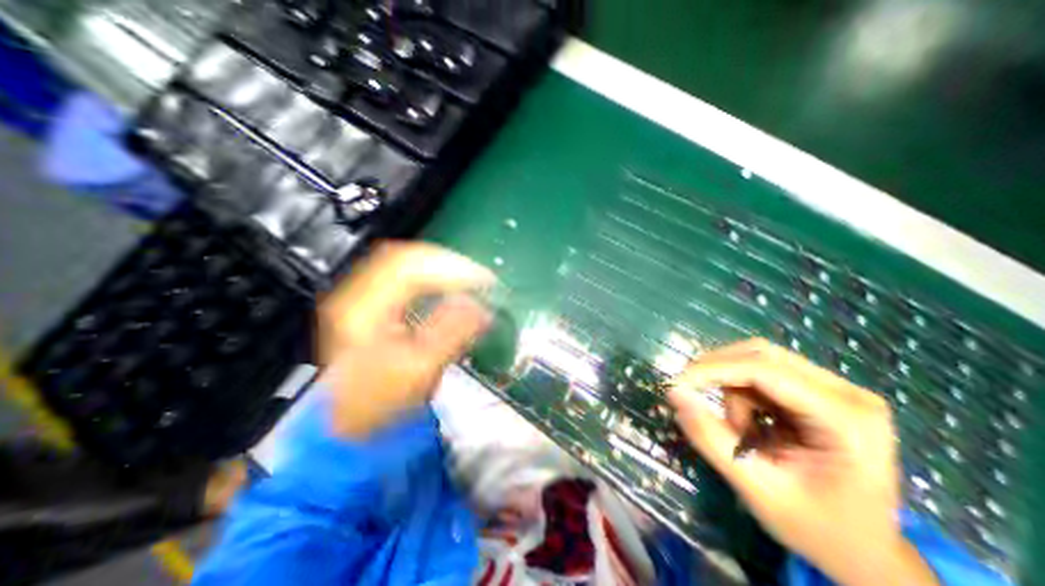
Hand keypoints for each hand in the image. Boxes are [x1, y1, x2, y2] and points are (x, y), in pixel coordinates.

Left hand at [319, 240, 494, 437]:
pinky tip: (451, 284)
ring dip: (443, 268)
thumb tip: (483, 306)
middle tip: (482, 277)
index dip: (451, 268)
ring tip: (472, 278)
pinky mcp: (374, 301)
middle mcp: (358, 294)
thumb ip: (453, 332)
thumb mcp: (419, 370)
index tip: (485, 279)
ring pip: (408, 263)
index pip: (409, 268)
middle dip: (450, 264)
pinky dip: (434, 276)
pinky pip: (407, 276)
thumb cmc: (381, 402)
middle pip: (407, 258)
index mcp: (361, 309)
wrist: (351, 420)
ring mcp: (364, 295)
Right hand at [668, 338, 939, 584]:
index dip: (713, 370)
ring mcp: (833, 388)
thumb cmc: (817, 529)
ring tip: (739, 432)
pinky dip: (741, 393)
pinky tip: (751, 425)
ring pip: (756, 361)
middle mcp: (845, 392)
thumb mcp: (757, 488)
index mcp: (847, 419)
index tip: (676, 384)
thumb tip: (674, 393)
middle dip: (718, 372)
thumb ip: (710, 438)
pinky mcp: (817, 390)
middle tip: (690, 393)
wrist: (865, 552)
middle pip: (760, 354)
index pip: (764, 370)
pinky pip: (761, 373)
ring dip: (731, 389)